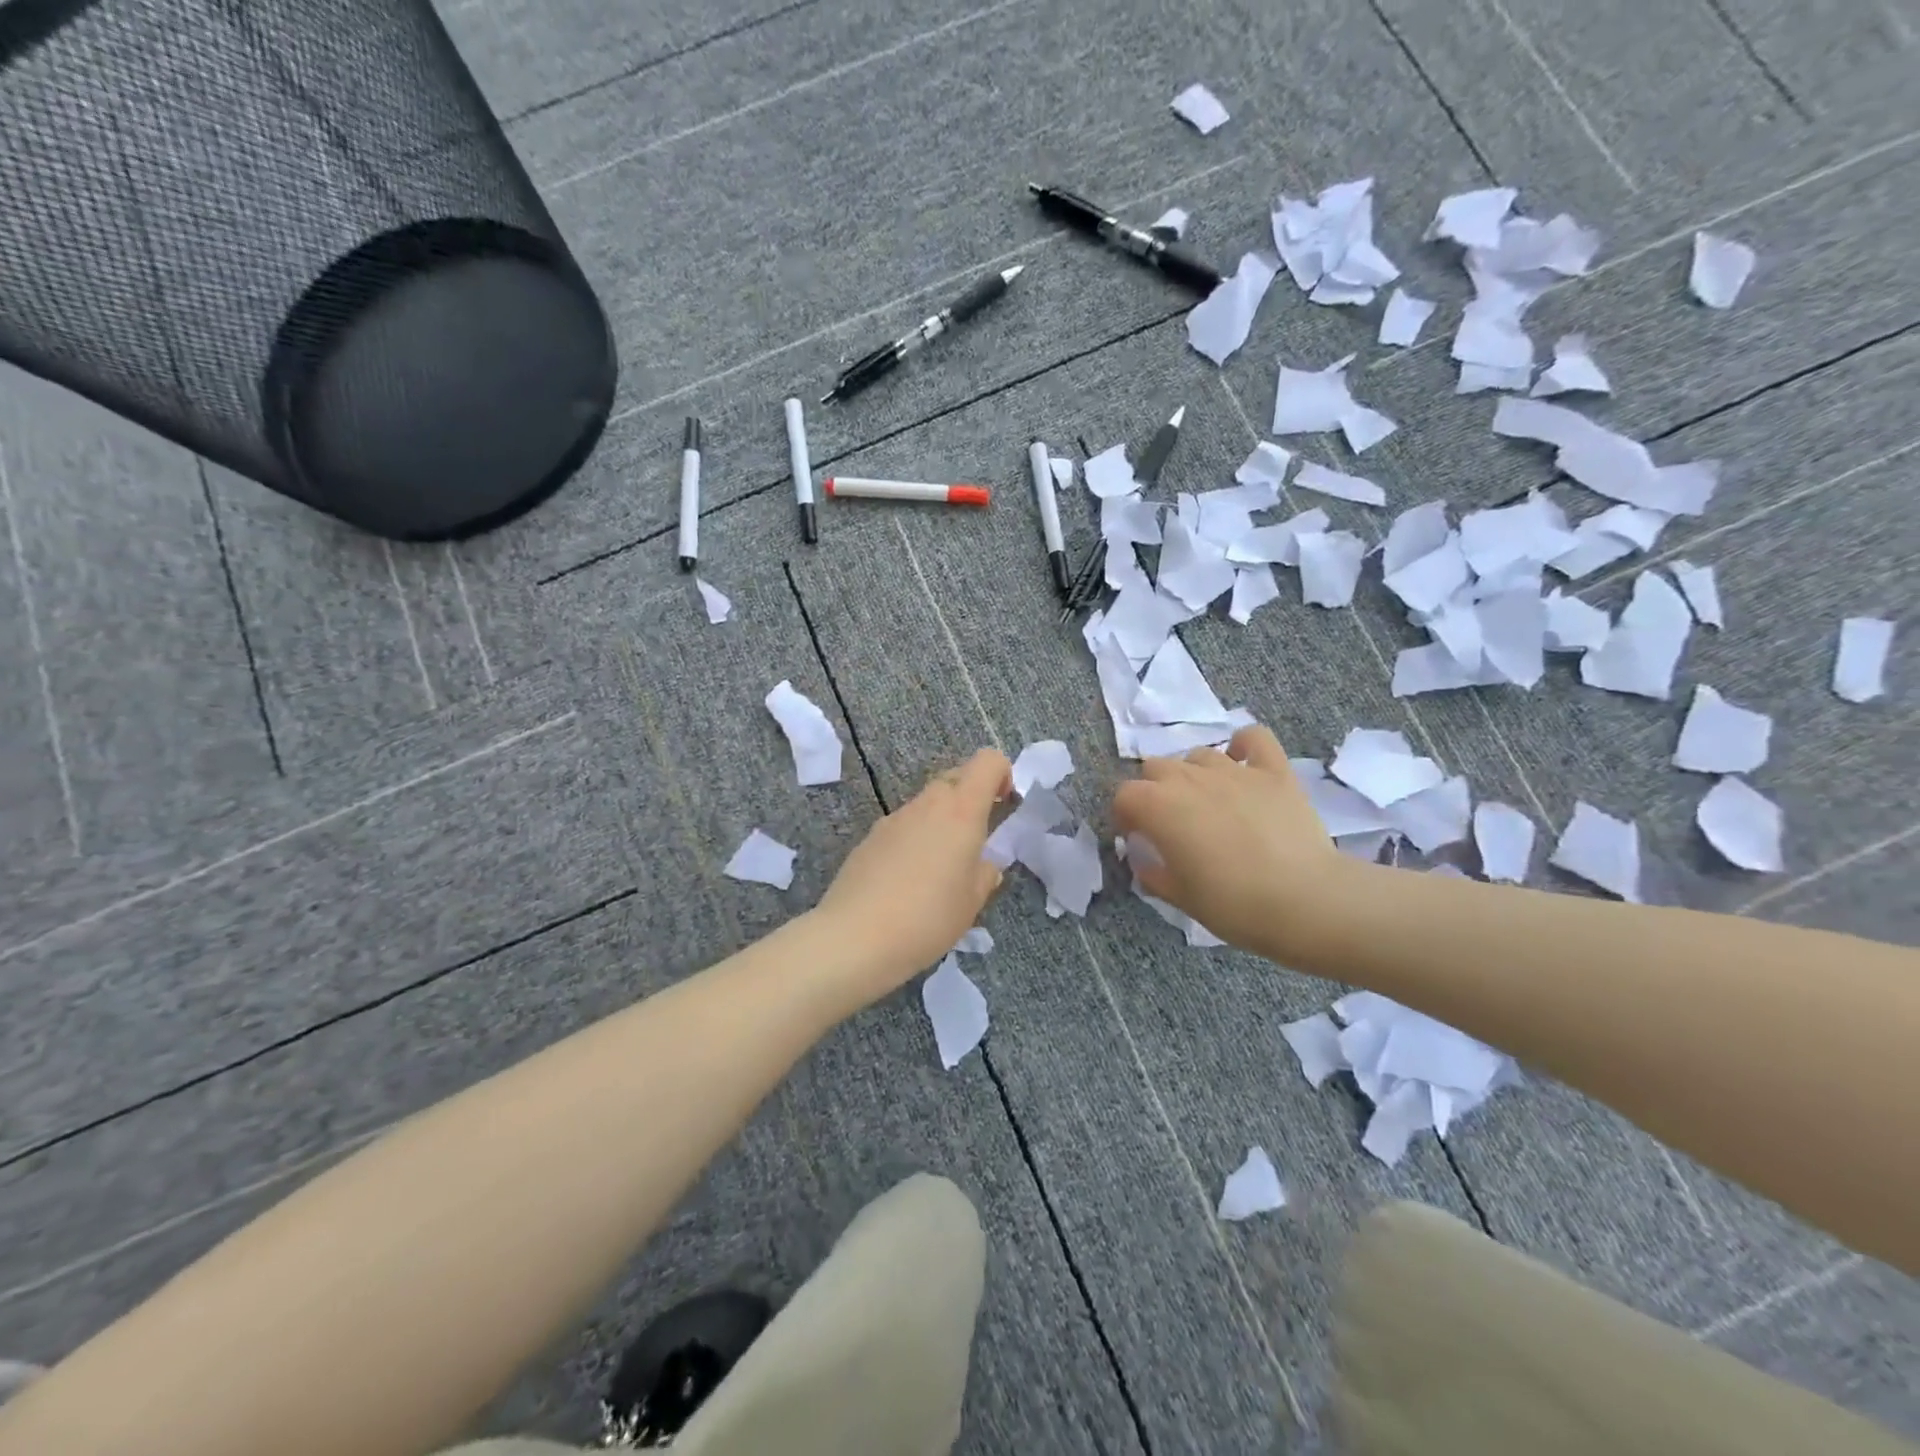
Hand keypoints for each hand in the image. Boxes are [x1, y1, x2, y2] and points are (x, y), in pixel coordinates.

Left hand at [814, 748, 1011, 996]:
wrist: (856, 937)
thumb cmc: (928, 917)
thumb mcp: (972, 901)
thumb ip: (986, 873)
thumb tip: (985, 863)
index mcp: (961, 811)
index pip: (987, 761)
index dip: (1001, 773)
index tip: (1003, 804)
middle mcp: (927, 804)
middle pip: (955, 778)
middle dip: (971, 800)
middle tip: (974, 843)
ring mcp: (894, 818)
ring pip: (927, 804)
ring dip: (941, 822)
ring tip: (939, 870)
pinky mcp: (870, 837)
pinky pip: (903, 826)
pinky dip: (914, 839)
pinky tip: (907, 881)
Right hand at [1112, 723, 1353, 960]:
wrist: (1305, 901)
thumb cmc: (1232, 904)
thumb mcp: (1179, 897)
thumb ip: (1152, 873)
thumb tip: (1144, 860)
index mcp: (1158, 807)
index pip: (1124, 796)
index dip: (1125, 816)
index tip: (1137, 838)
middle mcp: (1189, 778)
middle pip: (1156, 767)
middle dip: (1154, 791)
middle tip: (1170, 823)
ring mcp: (1233, 770)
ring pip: (1198, 755)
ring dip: (1193, 773)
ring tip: (1207, 801)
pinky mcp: (1273, 770)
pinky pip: (1253, 738)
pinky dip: (1244, 745)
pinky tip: (1243, 762)